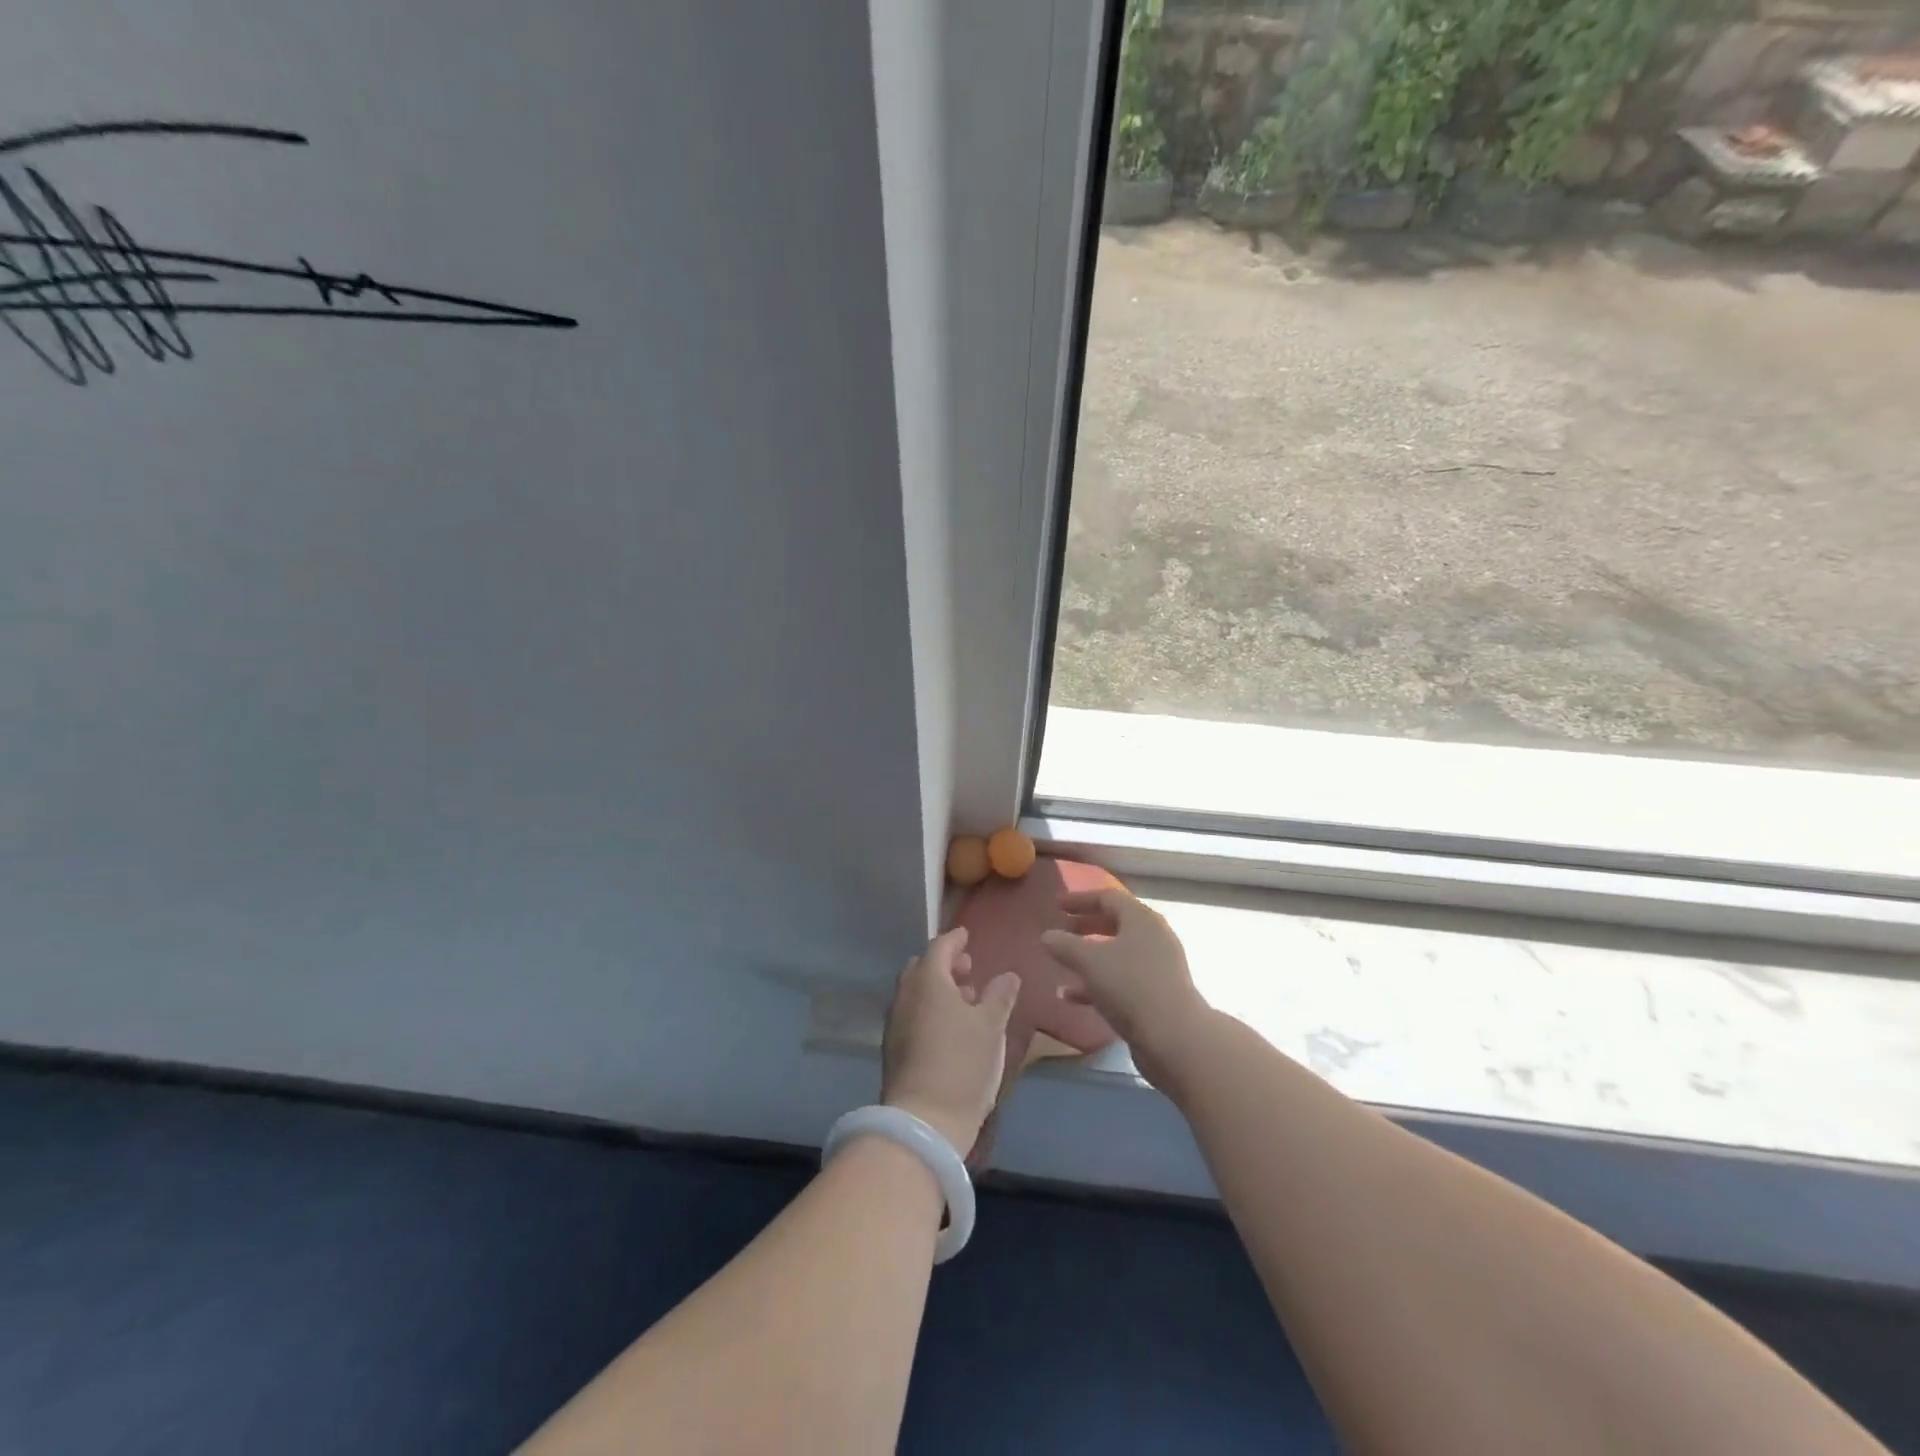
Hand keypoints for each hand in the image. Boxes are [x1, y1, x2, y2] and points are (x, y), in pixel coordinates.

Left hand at [880, 927, 1020, 1154]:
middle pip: (922, 968)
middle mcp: (905, 995)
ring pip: (915, 992)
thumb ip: (1000, 995)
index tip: (967, 936)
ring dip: (938, 989)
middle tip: (969, 970)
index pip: (939, 947)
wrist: (924, 1121)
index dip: (955, 940)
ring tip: (966, 1001)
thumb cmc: (962, 1064)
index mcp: (928, 981)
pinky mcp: (893, 1048)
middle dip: (945, 964)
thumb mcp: (991, 1027)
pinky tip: (950, 1029)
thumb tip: (1008, 975)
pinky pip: (912, 1014)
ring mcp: (895, 1023)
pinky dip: (929, 1009)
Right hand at [1039, 888, 1209, 1089]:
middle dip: (1086, 926)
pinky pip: (1122, 980)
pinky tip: (1071, 997)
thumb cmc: (1130, 986)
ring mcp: (1158, 967)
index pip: (1108, 897)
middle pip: (1116, 923)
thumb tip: (1047, 936)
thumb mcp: (1089, 962)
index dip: (1081, 899)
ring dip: (1089, 956)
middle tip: (1061, 931)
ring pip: (1118, 954)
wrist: (1174, 1038)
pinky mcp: (1157, 995)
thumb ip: (1065, 945)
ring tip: (1062, 963)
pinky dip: (1097, 983)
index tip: (1057, 905)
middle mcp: (1153, 937)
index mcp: (1141, 919)